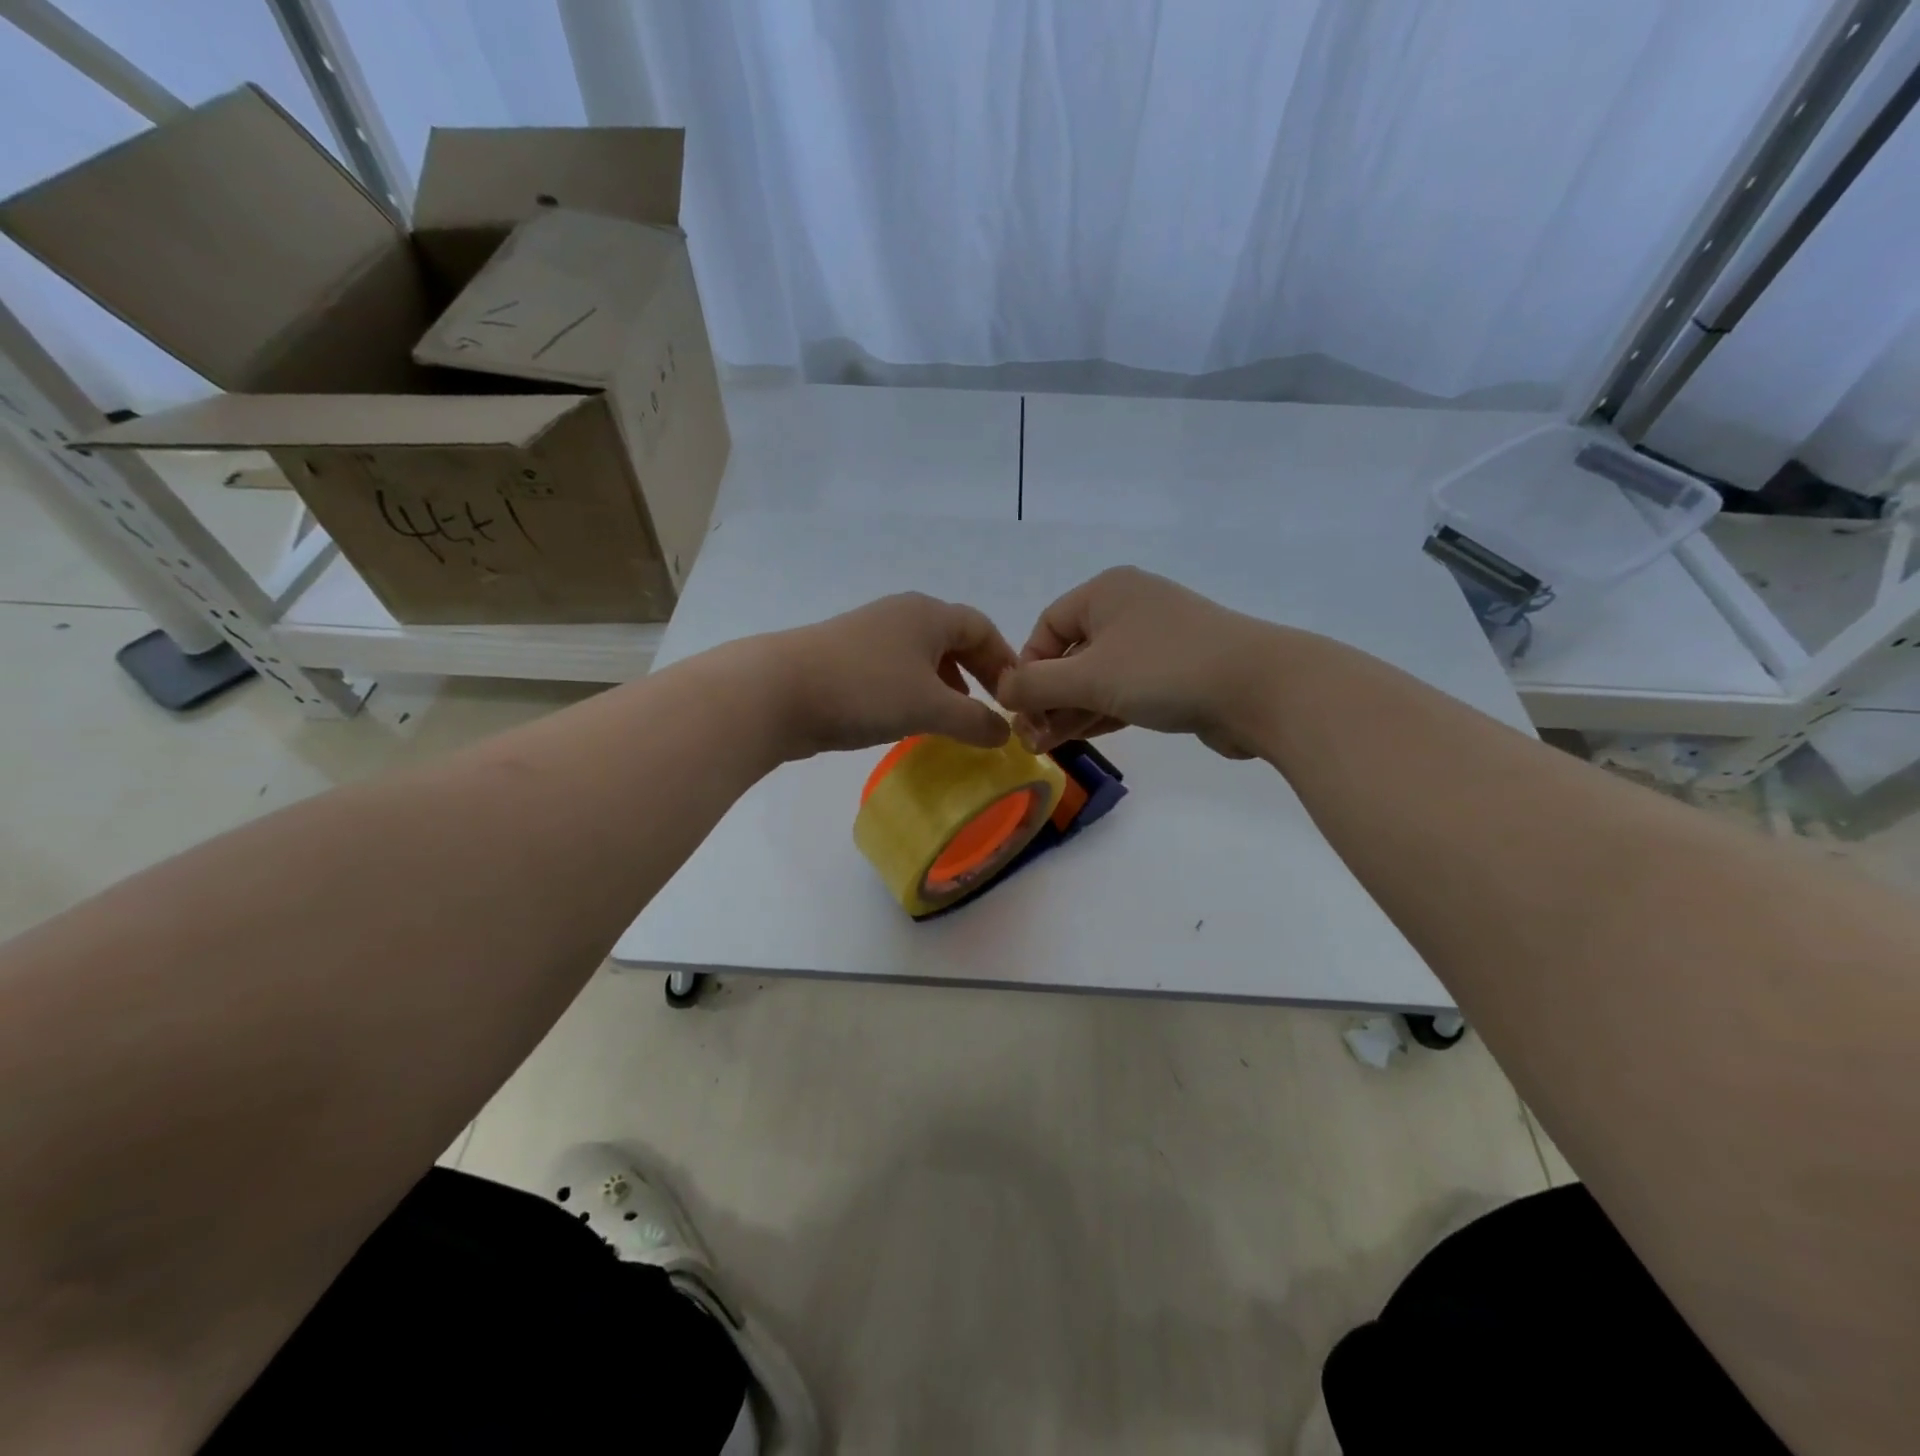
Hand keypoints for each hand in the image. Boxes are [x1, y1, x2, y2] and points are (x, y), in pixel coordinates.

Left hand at [753, 592, 1018, 759]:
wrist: (778, 692)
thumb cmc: (866, 689)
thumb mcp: (931, 707)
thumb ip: (976, 721)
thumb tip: (1005, 733)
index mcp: (928, 614)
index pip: (982, 628)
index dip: (1004, 660)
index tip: (1016, 696)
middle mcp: (901, 615)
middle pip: (953, 639)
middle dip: (976, 673)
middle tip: (991, 707)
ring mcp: (870, 635)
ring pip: (922, 657)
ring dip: (945, 685)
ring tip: (955, 717)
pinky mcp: (846, 659)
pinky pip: (895, 671)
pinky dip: (914, 691)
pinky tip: (911, 719)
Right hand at [994, 566, 1284, 758]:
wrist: (1260, 689)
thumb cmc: (1164, 670)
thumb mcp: (1089, 676)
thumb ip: (1036, 685)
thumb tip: (1003, 691)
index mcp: (1106, 592)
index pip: (1046, 627)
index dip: (1027, 669)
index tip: (1022, 710)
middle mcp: (1129, 609)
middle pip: (1071, 653)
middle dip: (1049, 697)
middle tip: (1034, 739)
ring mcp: (1157, 640)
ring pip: (1099, 675)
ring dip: (1072, 709)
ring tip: (1050, 746)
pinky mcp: (1177, 671)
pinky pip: (1126, 688)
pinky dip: (1103, 710)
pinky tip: (1083, 735)